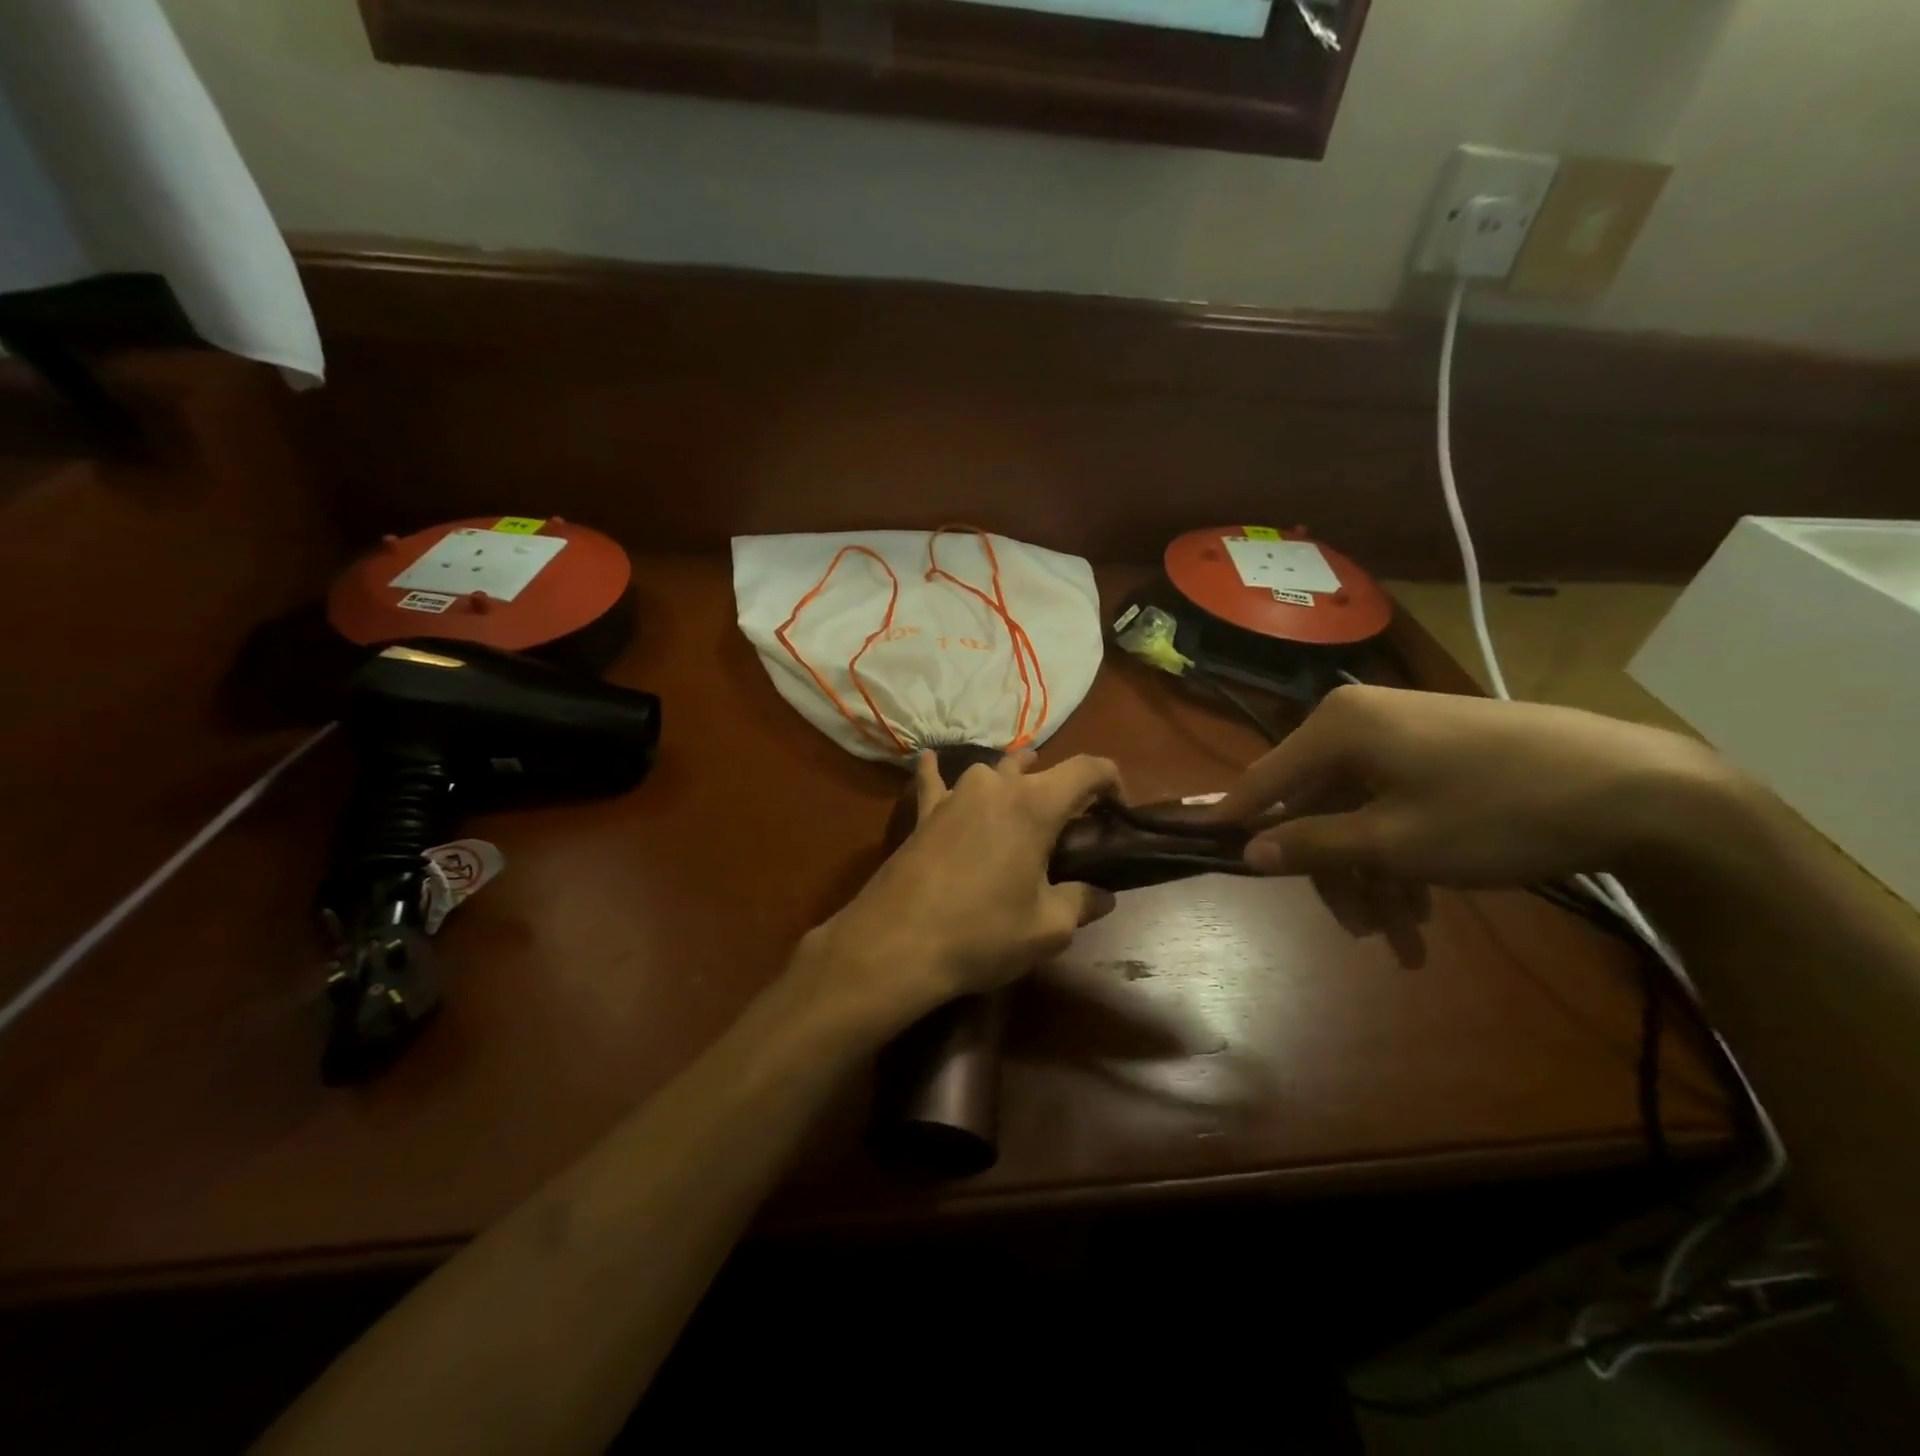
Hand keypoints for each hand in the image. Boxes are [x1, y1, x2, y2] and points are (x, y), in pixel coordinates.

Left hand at [796, 752, 1122, 1033]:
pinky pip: (932, 781)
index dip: (1112, 782)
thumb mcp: (1048, 928)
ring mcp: (953, 795)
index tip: (1118, 810)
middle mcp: (995, 785)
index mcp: (1035, 804)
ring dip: (1011, 780)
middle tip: (1069, 828)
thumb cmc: (982, 933)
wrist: (896, 944)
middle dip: (1062, 790)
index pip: (1088, 769)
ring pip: (991, 772)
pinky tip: (928, 760)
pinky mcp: (923, 813)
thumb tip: (1102, 895)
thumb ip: (1081, 902)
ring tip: (1019, 799)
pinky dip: (936, 771)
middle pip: (1039, 770)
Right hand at [1213, 685, 1736, 886]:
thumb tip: (1247, 852)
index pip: (1263, 779)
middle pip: (1316, 806)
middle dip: (1334, 873)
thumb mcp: (1395, 841)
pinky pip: (1393, 805)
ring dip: (1373, 877)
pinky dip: (1401, 856)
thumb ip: (1312, 845)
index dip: (1234, 820)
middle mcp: (1358, 722)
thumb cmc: (1497, 812)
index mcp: (1336, 728)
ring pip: (1358, 813)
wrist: (1640, 789)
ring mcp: (1401, 735)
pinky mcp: (1437, 752)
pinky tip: (1426, 909)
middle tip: (1360, 932)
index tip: (1198, 850)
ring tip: (1405, 940)